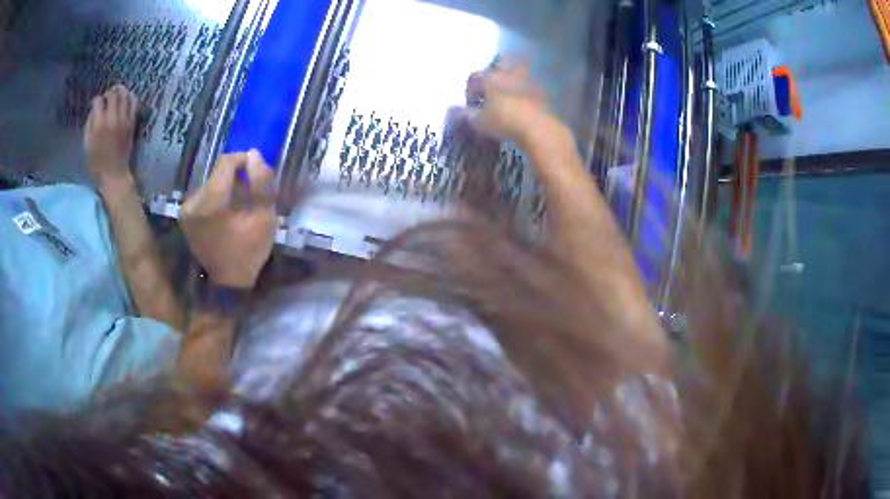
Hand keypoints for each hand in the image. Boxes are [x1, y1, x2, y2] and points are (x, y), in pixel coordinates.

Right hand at [85, 85, 138, 188]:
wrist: (114, 174)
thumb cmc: (96, 162)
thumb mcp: (86, 144)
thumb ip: (89, 124)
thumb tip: (94, 110)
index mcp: (99, 125)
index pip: (98, 101)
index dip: (96, 100)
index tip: (95, 104)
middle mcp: (112, 119)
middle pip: (113, 94)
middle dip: (109, 92)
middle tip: (106, 97)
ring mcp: (124, 120)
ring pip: (125, 95)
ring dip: (120, 91)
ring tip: (116, 94)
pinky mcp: (132, 123)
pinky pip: (134, 103)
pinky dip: (131, 97)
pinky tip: (126, 98)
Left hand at [181, 151, 276, 288]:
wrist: (227, 283)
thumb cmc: (248, 251)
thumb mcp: (264, 217)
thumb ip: (261, 183)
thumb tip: (254, 154)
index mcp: (212, 202)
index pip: (225, 162)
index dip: (243, 160)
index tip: (256, 171)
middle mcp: (194, 201)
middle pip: (217, 174)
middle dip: (235, 178)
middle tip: (249, 194)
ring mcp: (186, 210)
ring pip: (210, 183)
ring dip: (226, 188)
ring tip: (238, 205)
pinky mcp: (185, 217)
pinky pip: (203, 196)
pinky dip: (216, 198)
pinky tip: (226, 213)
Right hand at [464, 58, 555, 144]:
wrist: (538, 127)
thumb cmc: (503, 121)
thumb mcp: (480, 122)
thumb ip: (468, 114)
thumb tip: (461, 111)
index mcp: (491, 77)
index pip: (474, 77)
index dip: (470, 91)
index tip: (471, 106)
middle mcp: (509, 73)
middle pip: (500, 63)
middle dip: (494, 73)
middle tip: (491, 90)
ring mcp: (528, 80)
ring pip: (518, 72)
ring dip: (511, 81)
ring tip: (508, 97)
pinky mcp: (542, 91)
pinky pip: (530, 86)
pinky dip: (525, 92)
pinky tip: (522, 105)